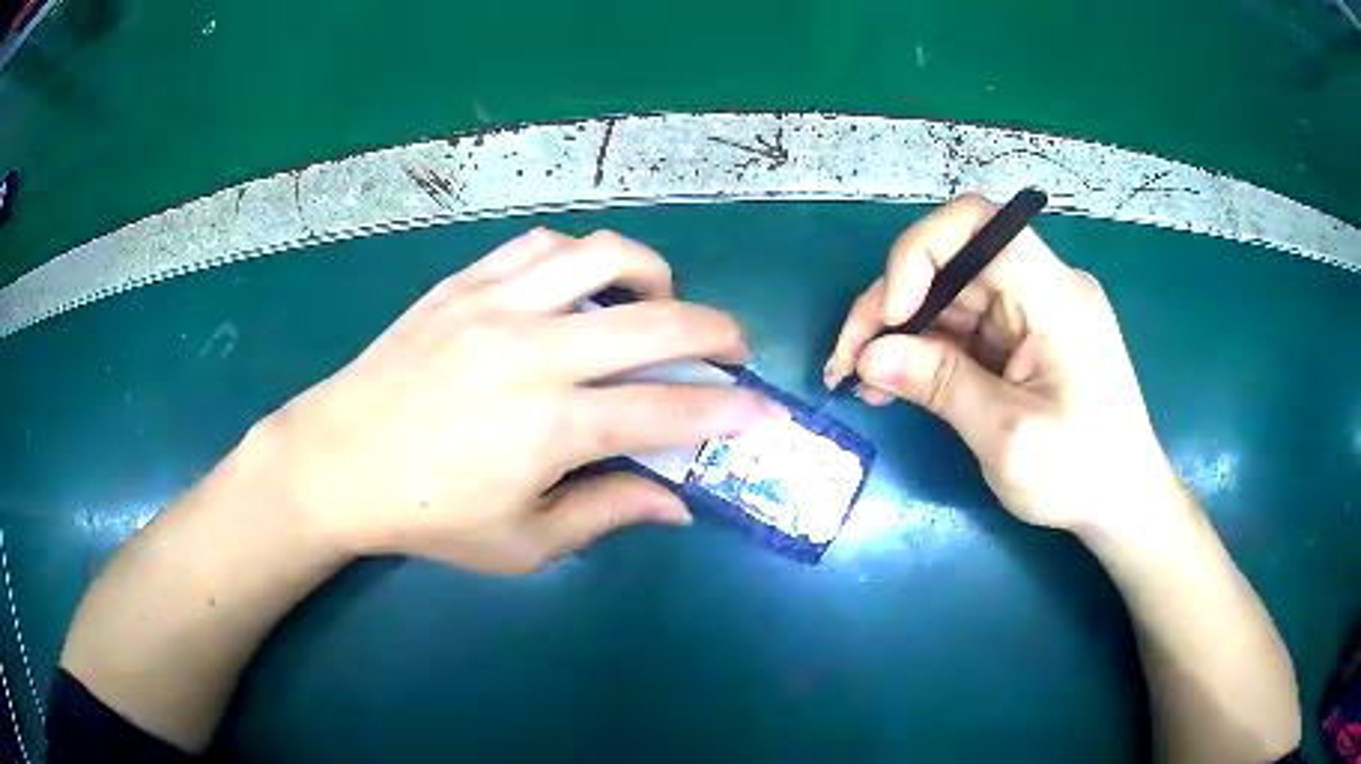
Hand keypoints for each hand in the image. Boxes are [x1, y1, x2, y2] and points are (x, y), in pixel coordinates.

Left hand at [262, 228, 779, 573]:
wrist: (336, 461)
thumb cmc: (427, 516)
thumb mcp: (522, 544)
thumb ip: (606, 513)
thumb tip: (676, 502)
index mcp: (551, 427)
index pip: (669, 411)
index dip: (730, 411)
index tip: (765, 411)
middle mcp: (534, 352)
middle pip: (657, 321)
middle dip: (718, 331)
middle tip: (732, 349)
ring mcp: (496, 305)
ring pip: (602, 256)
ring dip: (652, 275)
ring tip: (657, 303)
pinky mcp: (463, 284)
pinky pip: (539, 246)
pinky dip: (579, 257)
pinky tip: (581, 284)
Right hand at [824, 194, 1175, 532]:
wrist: (1124, 502)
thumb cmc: (1080, 474)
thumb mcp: (1007, 437)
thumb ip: (940, 386)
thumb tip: (869, 357)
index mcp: (1054, 296)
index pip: (978, 225)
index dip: (919, 253)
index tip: (889, 317)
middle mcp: (1043, 288)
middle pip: (953, 263)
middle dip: (892, 305)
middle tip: (847, 360)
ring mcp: (1034, 312)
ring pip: (951, 296)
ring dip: (902, 333)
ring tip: (862, 380)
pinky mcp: (1025, 338)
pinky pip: (966, 327)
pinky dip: (927, 352)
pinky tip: (895, 384)